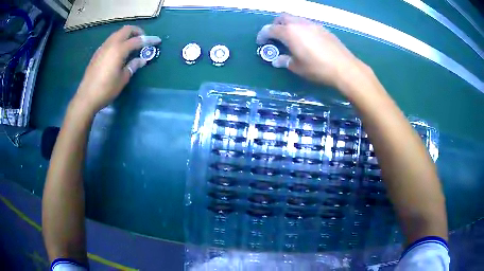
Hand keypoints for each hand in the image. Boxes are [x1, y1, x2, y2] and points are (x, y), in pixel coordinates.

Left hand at [72, 25, 160, 112]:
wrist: (86, 97)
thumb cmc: (106, 89)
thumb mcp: (123, 79)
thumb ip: (133, 66)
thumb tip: (142, 59)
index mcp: (119, 49)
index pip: (138, 40)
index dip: (149, 40)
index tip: (157, 41)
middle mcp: (111, 44)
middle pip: (126, 30)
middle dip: (137, 32)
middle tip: (143, 40)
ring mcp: (102, 48)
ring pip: (117, 33)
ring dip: (127, 35)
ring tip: (132, 45)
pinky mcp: (97, 53)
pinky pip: (110, 40)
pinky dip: (118, 41)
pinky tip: (119, 52)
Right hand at [256, 14, 369, 87]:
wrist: (344, 67)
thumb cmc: (318, 68)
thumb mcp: (298, 67)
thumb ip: (285, 61)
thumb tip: (277, 60)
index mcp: (289, 32)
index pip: (270, 29)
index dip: (263, 35)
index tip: (261, 42)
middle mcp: (299, 24)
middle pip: (282, 17)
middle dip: (275, 25)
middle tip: (275, 37)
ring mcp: (313, 24)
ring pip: (295, 19)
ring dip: (289, 25)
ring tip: (291, 39)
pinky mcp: (323, 28)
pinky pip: (306, 24)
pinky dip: (300, 28)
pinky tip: (306, 40)